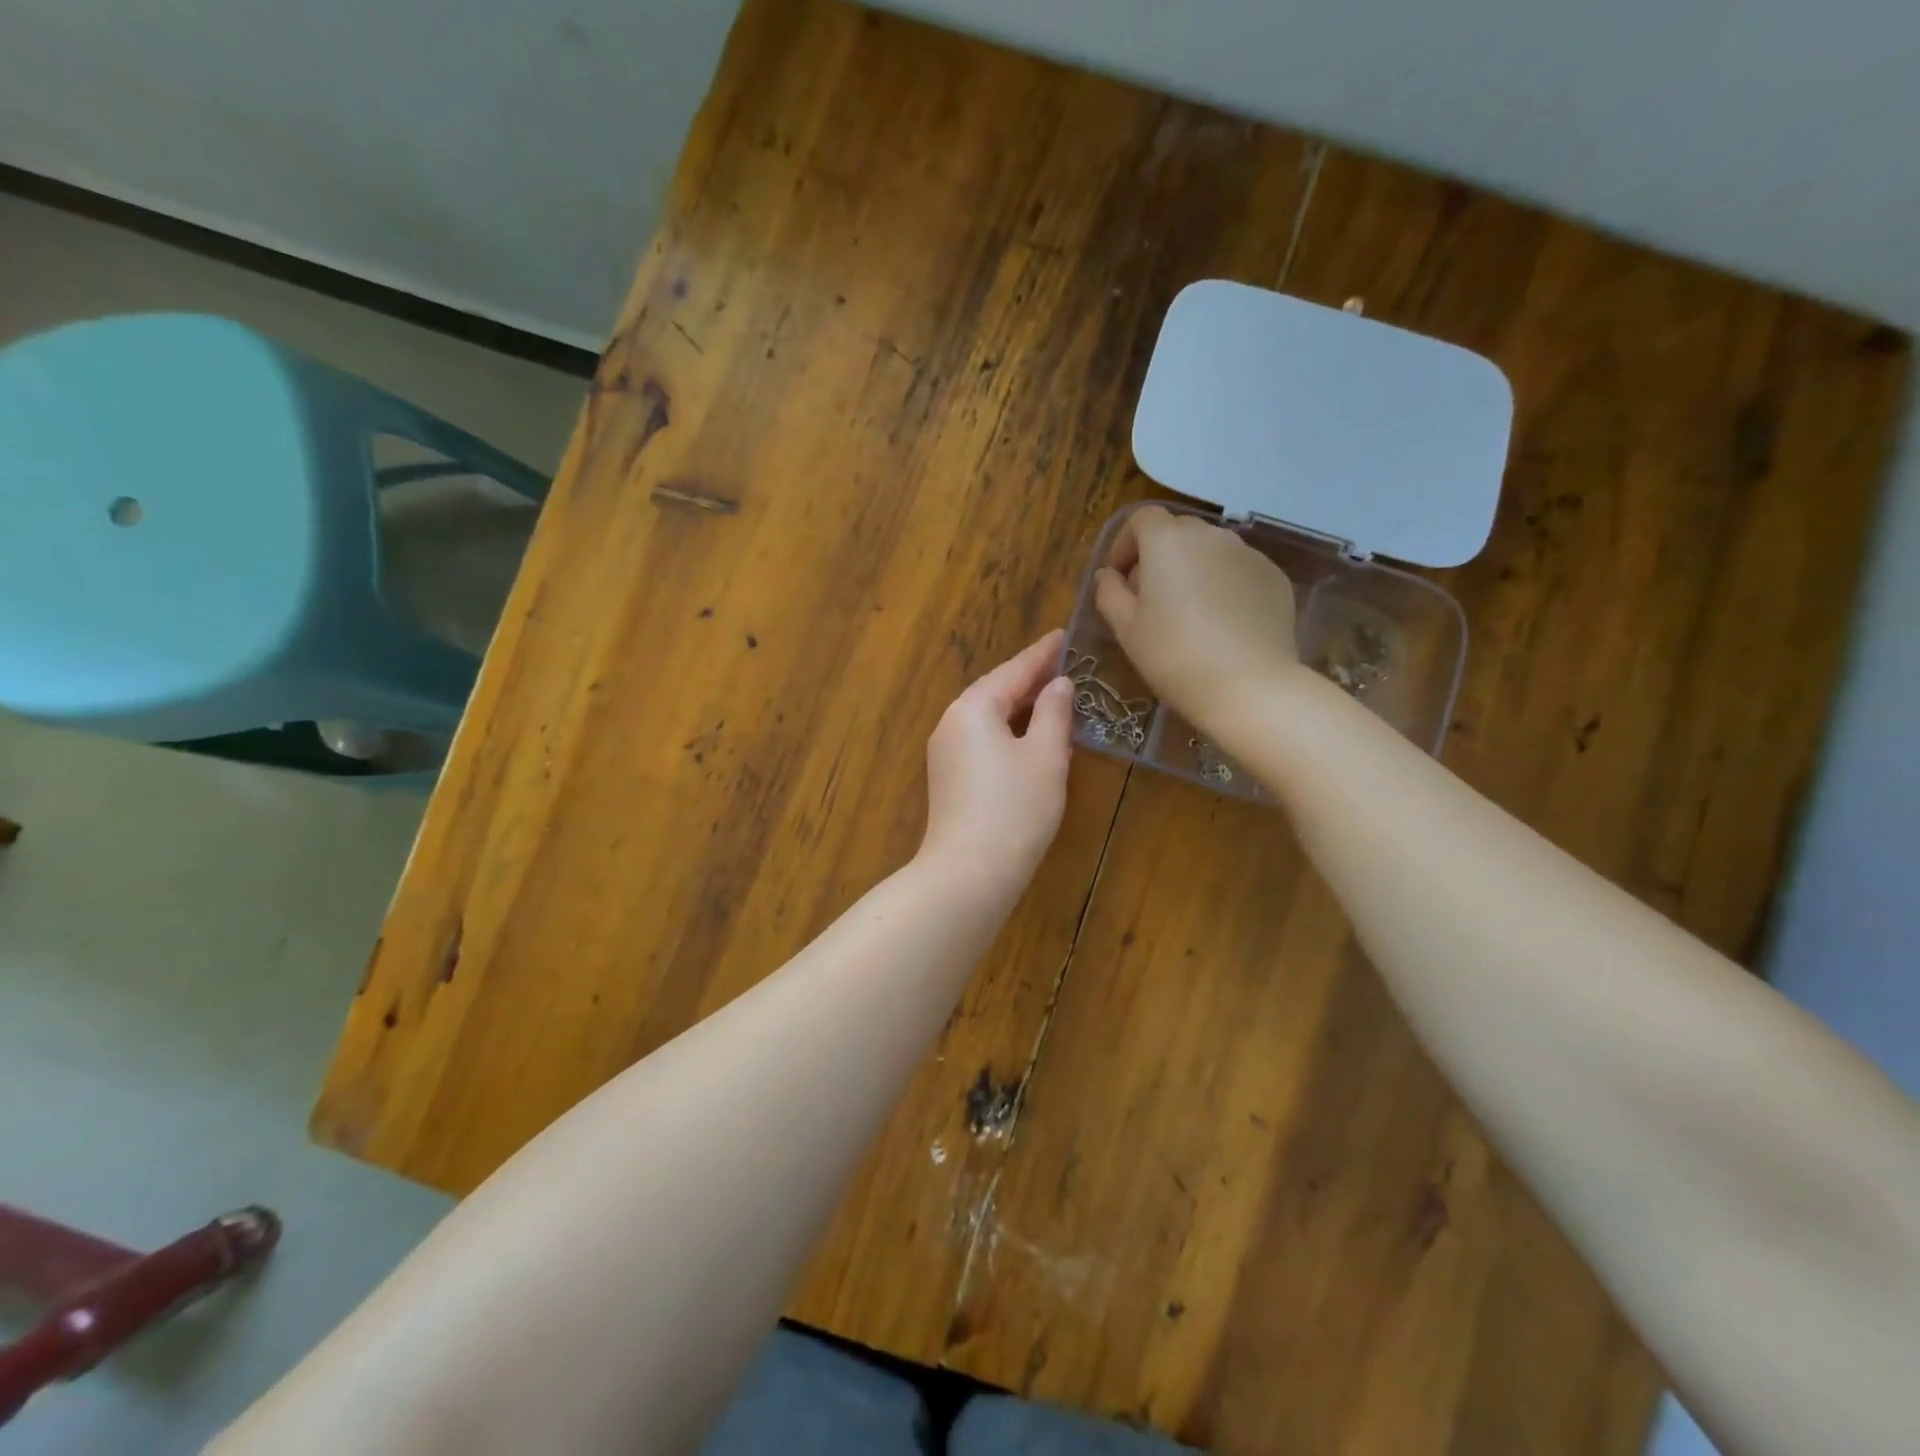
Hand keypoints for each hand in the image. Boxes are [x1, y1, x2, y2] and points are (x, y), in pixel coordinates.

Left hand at [920, 630, 1073, 899]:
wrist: (969, 872)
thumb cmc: (1014, 808)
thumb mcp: (1045, 756)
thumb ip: (1053, 713)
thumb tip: (1058, 685)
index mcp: (973, 708)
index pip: (1013, 671)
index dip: (1042, 654)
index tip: (1063, 636)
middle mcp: (952, 723)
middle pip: (995, 691)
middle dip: (1029, 679)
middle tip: (1063, 664)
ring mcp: (946, 752)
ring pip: (988, 718)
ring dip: (1020, 707)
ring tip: (1053, 696)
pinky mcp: (949, 778)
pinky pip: (982, 740)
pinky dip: (1009, 731)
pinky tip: (1031, 737)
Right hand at [1094, 506, 1301, 733]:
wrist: (1249, 686)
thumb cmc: (1174, 656)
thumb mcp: (1126, 629)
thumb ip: (1109, 593)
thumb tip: (1109, 575)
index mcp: (1168, 541)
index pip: (1140, 518)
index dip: (1124, 544)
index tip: (1118, 578)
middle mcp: (1211, 535)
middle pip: (1177, 531)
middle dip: (1157, 556)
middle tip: (1149, 599)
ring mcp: (1249, 554)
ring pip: (1210, 551)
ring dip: (1192, 570)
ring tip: (1187, 613)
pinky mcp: (1274, 577)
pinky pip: (1238, 571)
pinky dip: (1223, 586)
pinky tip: (1221, 625)